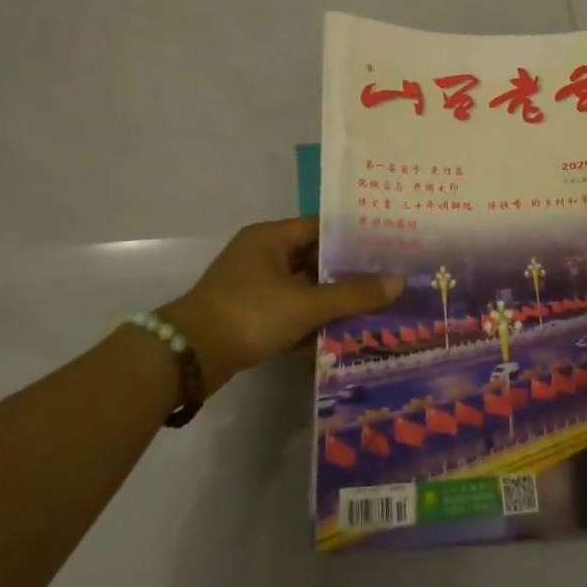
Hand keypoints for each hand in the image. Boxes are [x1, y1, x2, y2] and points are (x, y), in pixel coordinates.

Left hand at [162, 217, 400, 395]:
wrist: (188, 358)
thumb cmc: (249, 314)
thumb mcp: (305, 304)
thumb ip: (352, 294)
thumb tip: (398, 282)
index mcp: (271, 237)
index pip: (321, 228)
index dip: (353, 238)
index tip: (385, 248)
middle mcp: (261, 255)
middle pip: (313, 259)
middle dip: (346, 273)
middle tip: (384, 281)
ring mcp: (252, 286)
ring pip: (302, 288)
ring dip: (329, 301)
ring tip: (370, 310)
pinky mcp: (247, 315)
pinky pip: (288, 311)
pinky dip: (309, 322)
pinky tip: (338, 337)